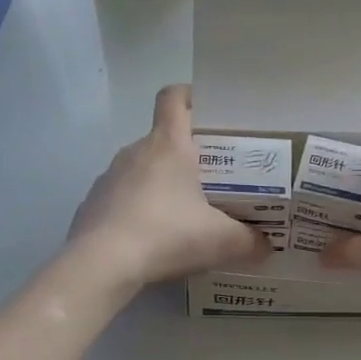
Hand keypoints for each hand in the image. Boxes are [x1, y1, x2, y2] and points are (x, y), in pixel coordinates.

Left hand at [68, 85, 272, 286]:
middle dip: (187, 155)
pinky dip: (138, 210)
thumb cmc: (168, 235)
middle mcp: (136, 152)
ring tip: (183, 215)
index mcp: (169, 145)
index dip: (190, 96)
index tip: (208, 111)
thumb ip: (250, 241)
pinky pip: (122, 198)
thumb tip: (267, 246)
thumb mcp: (221, 241)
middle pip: (163, 139)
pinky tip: (151, 239)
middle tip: (213, 180)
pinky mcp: (92, 204)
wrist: (102, 263)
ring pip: (142, 170)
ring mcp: (109, 177)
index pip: (174, 98)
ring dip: (161, 185)